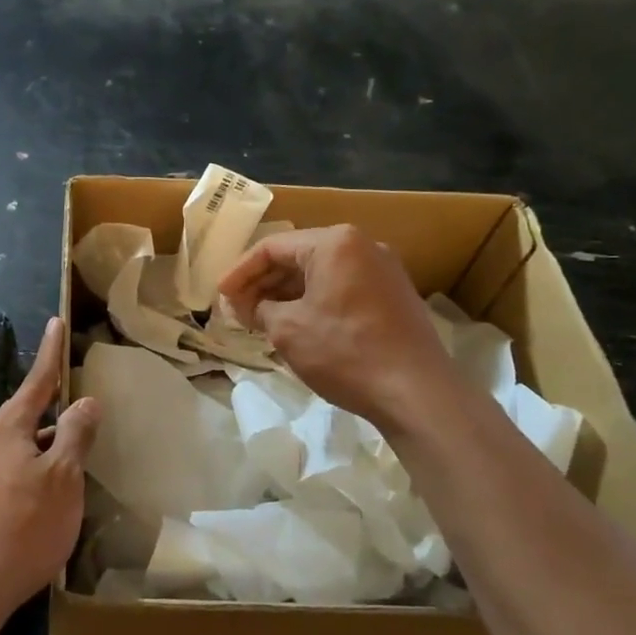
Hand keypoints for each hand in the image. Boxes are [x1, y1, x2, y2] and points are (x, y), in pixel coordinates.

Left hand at [0, 317, 100, 622]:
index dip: (50, 352)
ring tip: (73, 460)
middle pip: (25, 416)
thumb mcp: (62, 478)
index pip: (36, 381)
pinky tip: (48, 496)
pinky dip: (34, 471)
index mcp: (7, 429)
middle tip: (80, 410)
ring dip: (45, 447)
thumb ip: (74, 435)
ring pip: (19, 447)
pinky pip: (10, 471)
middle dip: (53, 411)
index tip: (55, 323)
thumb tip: (84, 401)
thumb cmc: (24, 526)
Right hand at [219, 224, 457, 431]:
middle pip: (298, 257)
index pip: (272, 247)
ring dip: (287, 294)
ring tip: (260, 319)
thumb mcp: (288, 329)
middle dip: (263, 283)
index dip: (239, 272)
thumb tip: (245, 305)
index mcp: (335, 243)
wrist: (416, 391)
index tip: (219, 296)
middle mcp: (363, 246)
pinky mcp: (394, 296)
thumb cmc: (345, 352)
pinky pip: (342, 288)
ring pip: (321, 274)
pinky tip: (296, 325)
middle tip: (236, 310)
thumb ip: (258, 309)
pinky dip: (314, 302)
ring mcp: (383, 271)